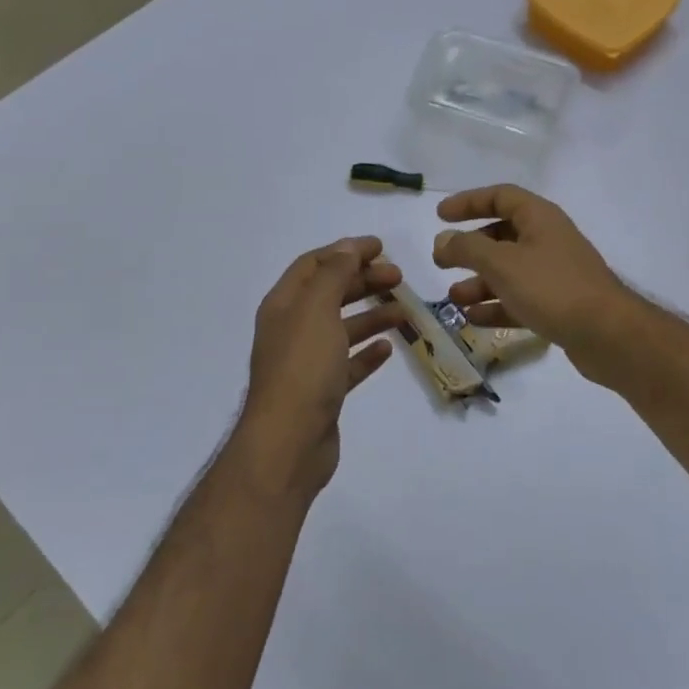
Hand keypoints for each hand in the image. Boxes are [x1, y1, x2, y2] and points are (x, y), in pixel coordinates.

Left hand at [234, 237, 400, 497]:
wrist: (289, 442)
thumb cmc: (303, 368)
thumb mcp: (318, 310)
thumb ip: (334, 274)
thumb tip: (348, 246)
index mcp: (284, 305)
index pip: (315, 265)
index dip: (346, 251)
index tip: (382, 248)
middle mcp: (292, 329)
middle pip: (330, 294)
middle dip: (363, 281)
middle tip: (399, 277)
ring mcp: (307, 362)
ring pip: (342, 328)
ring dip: (372, 315)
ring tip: (404, 311)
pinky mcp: (322, 391)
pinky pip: (348, 363)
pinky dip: (367, 353)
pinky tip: (388, 348)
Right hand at [431, 187, 635, 377]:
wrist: (608, 334)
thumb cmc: (552, 288)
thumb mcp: (503, 264)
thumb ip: (468, 249)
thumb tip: (442, 240)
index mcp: (540, 218)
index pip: (500, 196)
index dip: (468, 202)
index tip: (440, 215)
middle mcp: (548, 240)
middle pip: (502, 235)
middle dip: (470, 249)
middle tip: (440, 262)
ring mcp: (555, 274)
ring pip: (509, 271)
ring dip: (479, 282)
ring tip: (453, 298)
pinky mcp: (559, 306)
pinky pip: (520, 299)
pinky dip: (496, 306)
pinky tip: (473, 319)